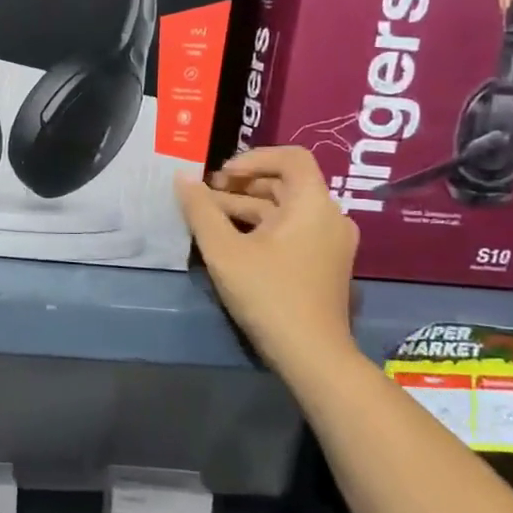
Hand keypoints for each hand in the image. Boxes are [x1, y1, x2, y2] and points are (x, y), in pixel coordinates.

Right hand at [178, 147, 358, 369]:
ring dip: (245, 207)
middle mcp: (329, 216)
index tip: (220, 175)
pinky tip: (230, 242)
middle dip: (241, 185)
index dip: (253, 157)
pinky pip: (291, 230)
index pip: (291, 157)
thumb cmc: (268, 294)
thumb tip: (182, 177)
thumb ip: (201, 210)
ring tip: (208, 218)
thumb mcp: (224, 250)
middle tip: (205, 195)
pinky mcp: (323, 263)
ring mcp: (329, 242)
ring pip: (284, 210)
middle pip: (284, 183)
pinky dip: (261, 227)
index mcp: (313, 204)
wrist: (311, 355)